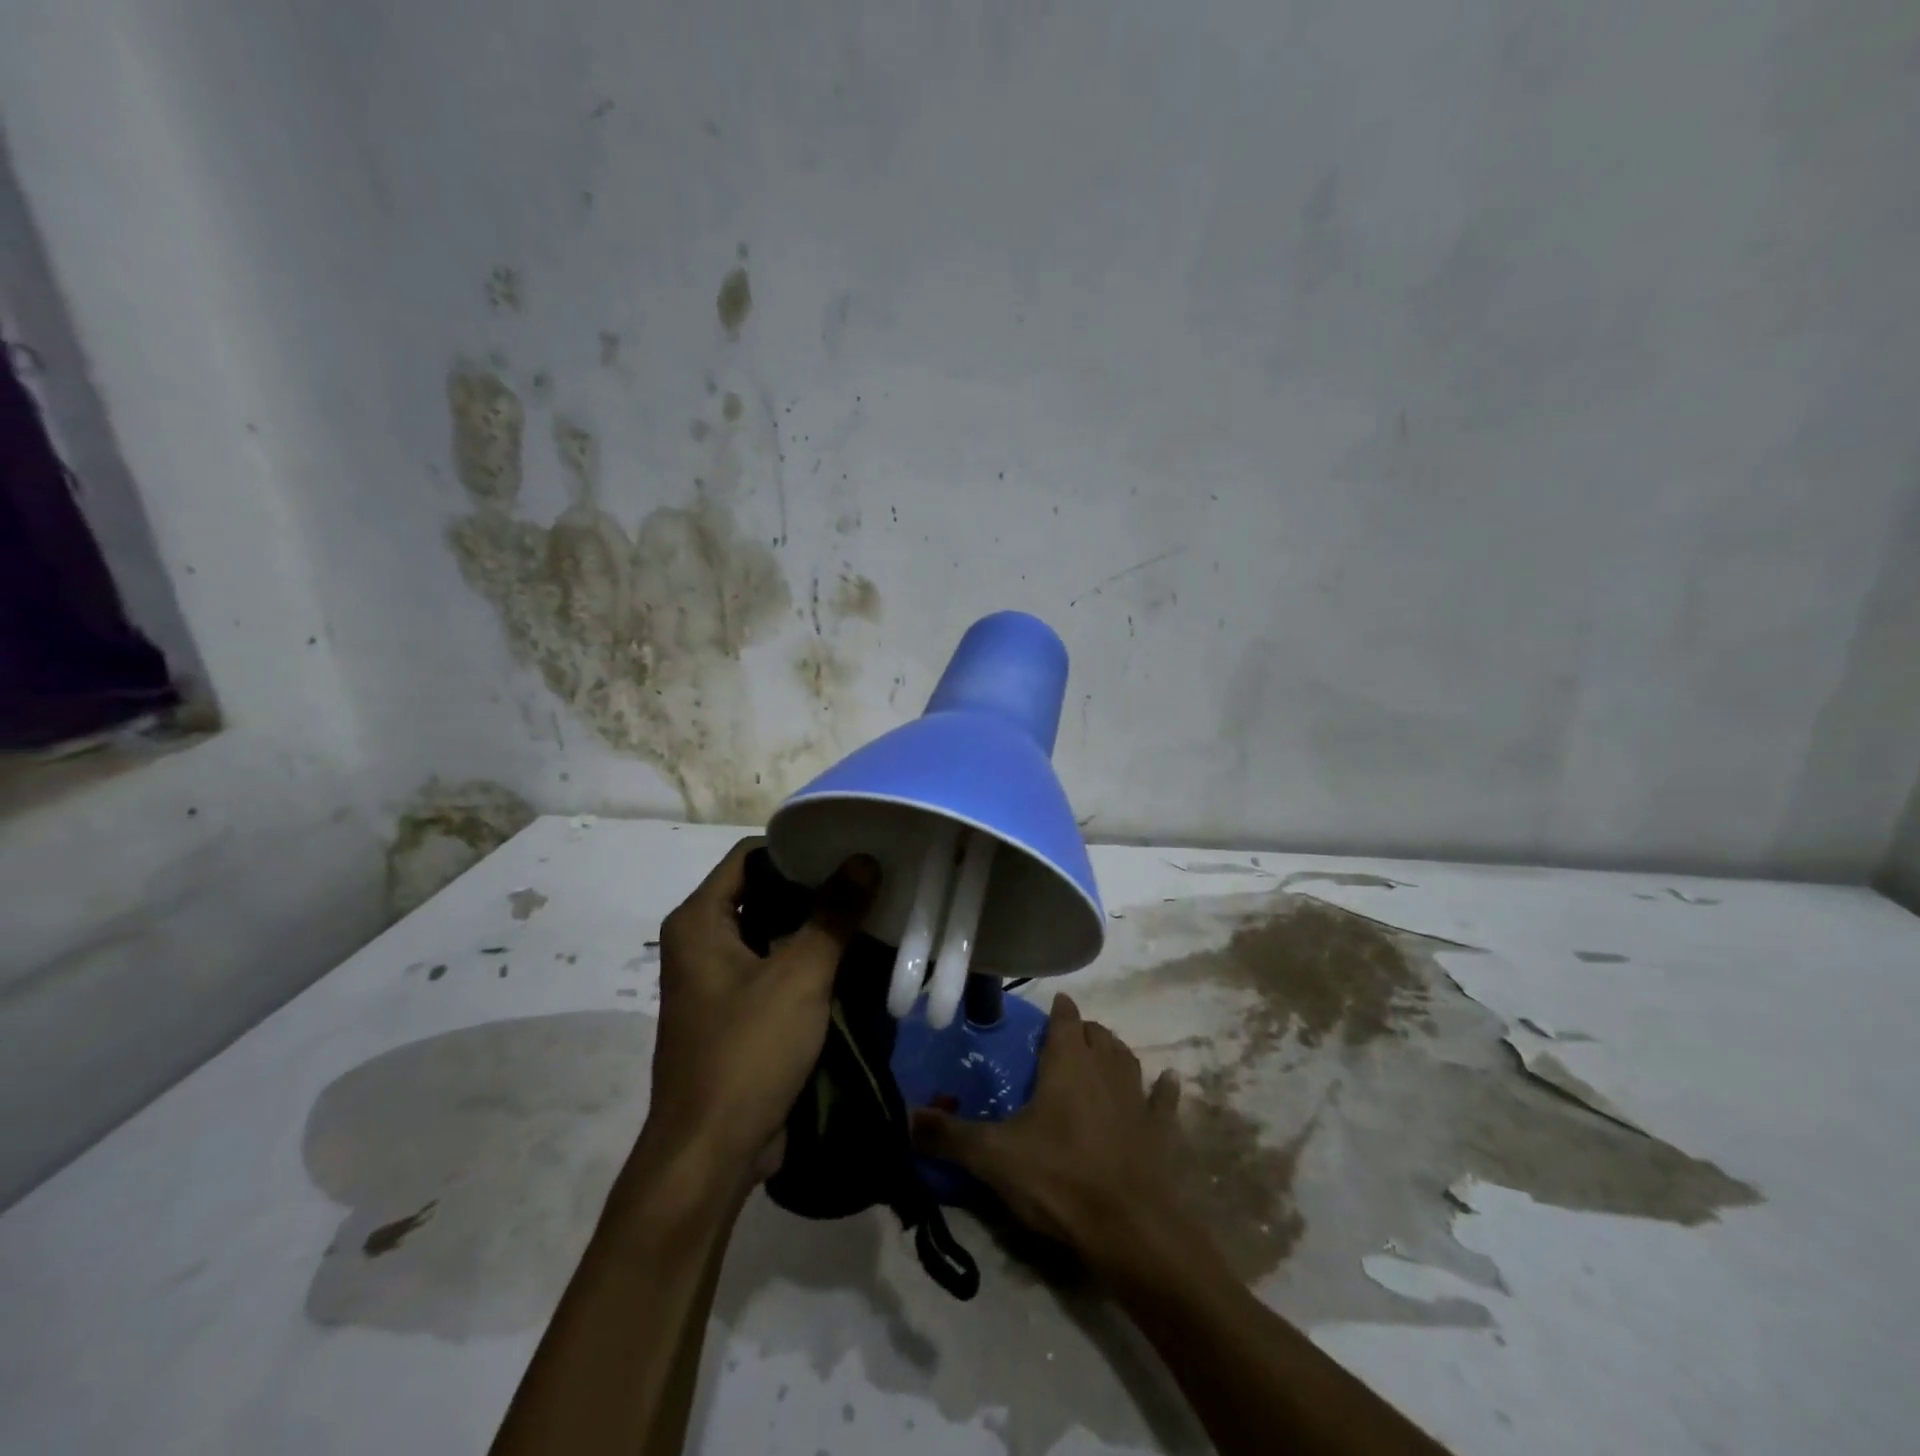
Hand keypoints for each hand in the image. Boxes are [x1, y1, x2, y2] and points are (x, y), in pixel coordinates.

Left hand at [642, 837, 878, 1183]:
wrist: (711, 1155)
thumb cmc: (747, 1052)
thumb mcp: (799, 975)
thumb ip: (834, 914)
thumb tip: (865, 859)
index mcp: (699, 921)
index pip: (750, 856)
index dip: (798, 848)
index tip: (848, 847)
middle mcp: (702, 942)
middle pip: (763, 892)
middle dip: (815, 887)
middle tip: (869, 878)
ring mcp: (718, 980)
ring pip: (773, 933)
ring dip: (817, 926)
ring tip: (870, 910)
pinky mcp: (737, 1012)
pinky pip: (776, 968)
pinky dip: (809, 960)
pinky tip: (854, 958)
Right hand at [911, 993, 1181, 1262]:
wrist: (1128, 1228)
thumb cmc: (1057, 1178)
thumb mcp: (992, 1157)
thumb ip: (948, 1135)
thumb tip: (904, 1115)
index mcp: (1067, 1064)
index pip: (1065, 1021)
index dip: (1059, 1011)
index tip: (1055, 1004)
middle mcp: (1105, 1070)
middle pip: (1098, 1036)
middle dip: (1084, 1031)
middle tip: (1069, 1038)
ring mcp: (1138, 1099)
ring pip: (1128, 1060)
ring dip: (1116, 1052)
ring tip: (1105, 1051)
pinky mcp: (1161, 1131)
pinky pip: (1165, 1101)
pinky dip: (1164, 1090)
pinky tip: (1169, 1082)